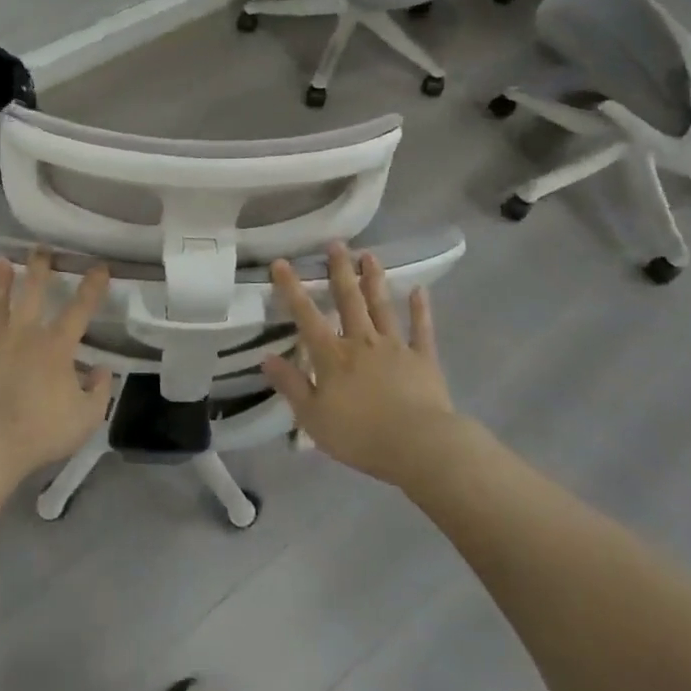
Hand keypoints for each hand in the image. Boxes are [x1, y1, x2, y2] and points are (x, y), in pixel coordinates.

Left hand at [0, 248, 113, 484]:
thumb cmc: (37, 434)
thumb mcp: (85, 420)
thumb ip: (99, 391)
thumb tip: (102, 369)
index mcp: (55, 348)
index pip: (79, 310)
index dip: (92, 287)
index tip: (99, 266)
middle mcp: (22, 334)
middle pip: (32, 294)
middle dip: (39, 269)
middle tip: (41, 249)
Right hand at [261, 244, 455, 486]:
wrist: (418, 445)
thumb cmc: (360, 435)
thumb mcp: (313, 417)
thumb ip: (291, 385)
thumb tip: (267, 358)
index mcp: (332, 356)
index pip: (306, 316)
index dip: (292, 288)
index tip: (282, 262)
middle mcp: (361, 342)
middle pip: (349, 300)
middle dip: (340, 271)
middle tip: (336, 244)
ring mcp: (395, 347)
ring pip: (382, 306)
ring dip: (374, 280)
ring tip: (369, 255)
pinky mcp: (423, 359)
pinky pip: (421, 329)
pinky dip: (420, 309)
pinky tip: (420, 290)